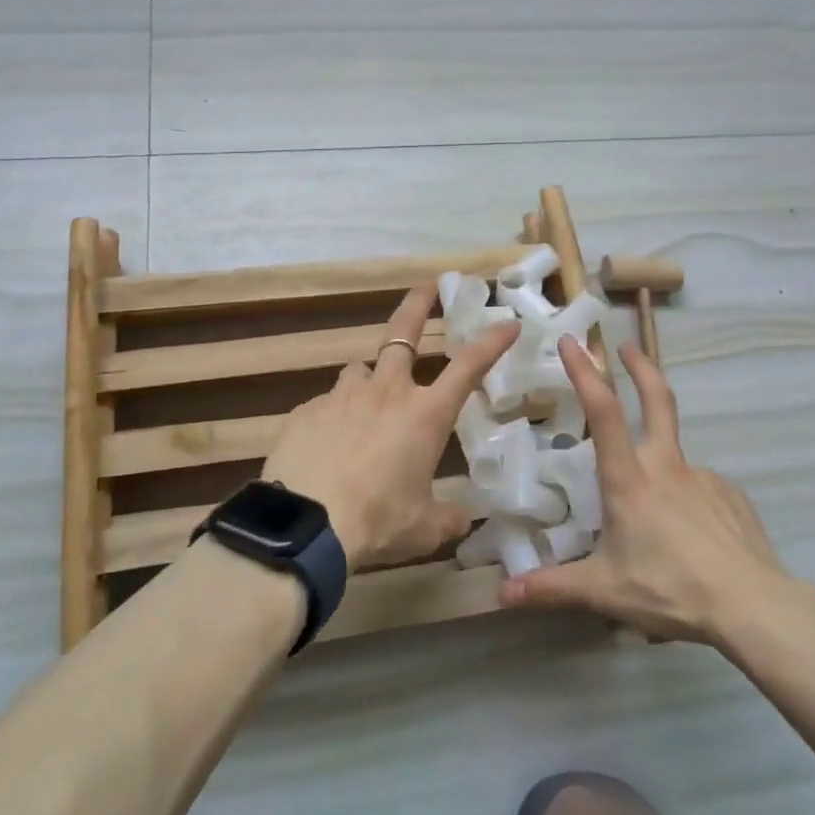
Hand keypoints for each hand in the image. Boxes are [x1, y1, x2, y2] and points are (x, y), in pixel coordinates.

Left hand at [262, 284, 519, 570]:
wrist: (307, 523)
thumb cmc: (378, 521)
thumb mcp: (424, 527)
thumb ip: (449, 518)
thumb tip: (465, 519)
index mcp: (425, 414)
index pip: (468, 366)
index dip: (491, 342)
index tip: (507, 324)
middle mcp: (386, 392)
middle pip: (403, 333)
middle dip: (417, 305)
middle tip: (426, 287)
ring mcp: (342, 396)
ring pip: (360, 370)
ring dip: (370, 380)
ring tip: (366, 406)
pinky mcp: (307, 410)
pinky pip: (327, 404)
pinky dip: (335, 417)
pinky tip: (328, 446)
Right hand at [499, 336, 790, 644]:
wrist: (754, 606)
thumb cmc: (671, 589)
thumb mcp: (604, 591)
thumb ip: (552, 588)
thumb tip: (501, 594)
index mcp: (629, 479)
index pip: (604, 411)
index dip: (586, 373)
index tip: (572, 342)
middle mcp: (666, 466)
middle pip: (657, 399)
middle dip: (640, 367)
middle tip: (626, 344)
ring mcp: (703, 477)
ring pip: (675, 456)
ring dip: (659, 462)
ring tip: (656, 518)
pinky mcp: (731, 495)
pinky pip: (700, 489)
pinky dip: (688, 500)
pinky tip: (690, 534)